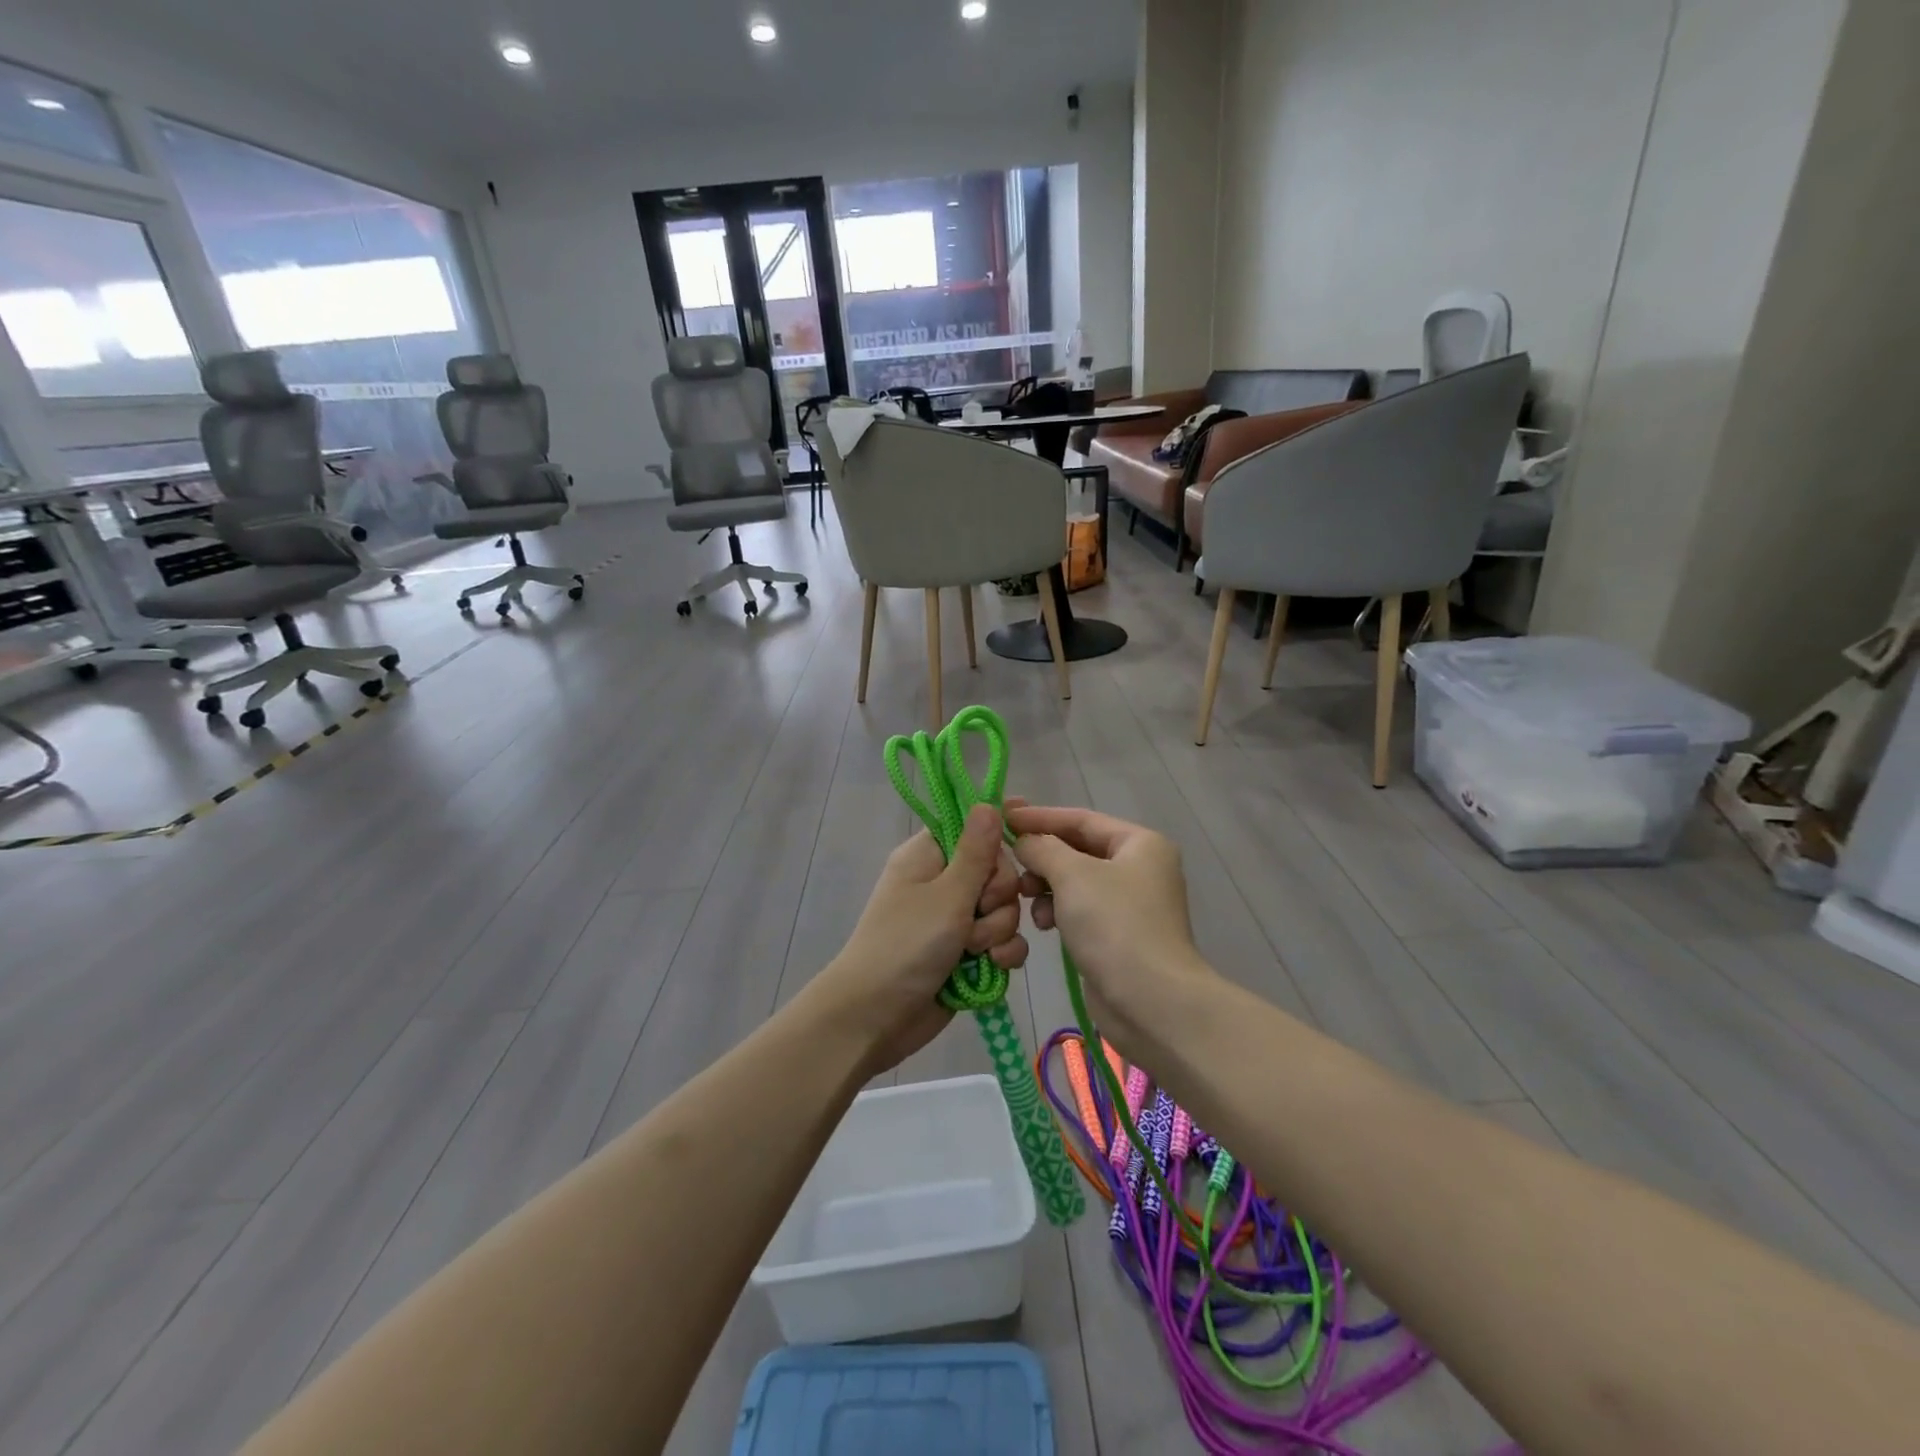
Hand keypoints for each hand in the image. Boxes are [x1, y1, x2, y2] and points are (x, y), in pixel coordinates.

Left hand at [817, 804, 1027, 1072]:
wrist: (875, 1017)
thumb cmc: (906, 945)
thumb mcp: (947, 895)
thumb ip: (976, 851)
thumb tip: (987, 802)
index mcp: (929, 856)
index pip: (974, 829)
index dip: (996, 839)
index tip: (1020, 844)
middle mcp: (943, 883)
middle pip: (997, 873)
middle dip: (998, 897)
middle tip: (977, 913)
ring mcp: (955, 921)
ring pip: (1003, 911)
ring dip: (997, 932)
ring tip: (975, 951)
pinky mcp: (966, 955)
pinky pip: (1001, 943)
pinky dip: (1002, 955)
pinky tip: (993, 968)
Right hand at [1007, 804, 1211, 1046]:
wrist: (1151, 1002)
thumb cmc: (1114, 925)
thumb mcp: (1072, 875)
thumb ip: (1042, 848)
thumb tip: (1024, 841)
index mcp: (1140, 843)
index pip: (1080, 819)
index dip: (1039, 816)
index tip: (1002, 814)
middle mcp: (1139, 868)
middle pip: (1078, 849)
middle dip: (1042, 856)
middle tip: (1008, 863)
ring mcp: (1131, 903)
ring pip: (1076, 881)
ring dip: (1046, 886)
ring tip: (1024, 897)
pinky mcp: (1119, 935)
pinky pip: (1080, 909)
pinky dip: (1059, 910)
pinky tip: (1042, 925)